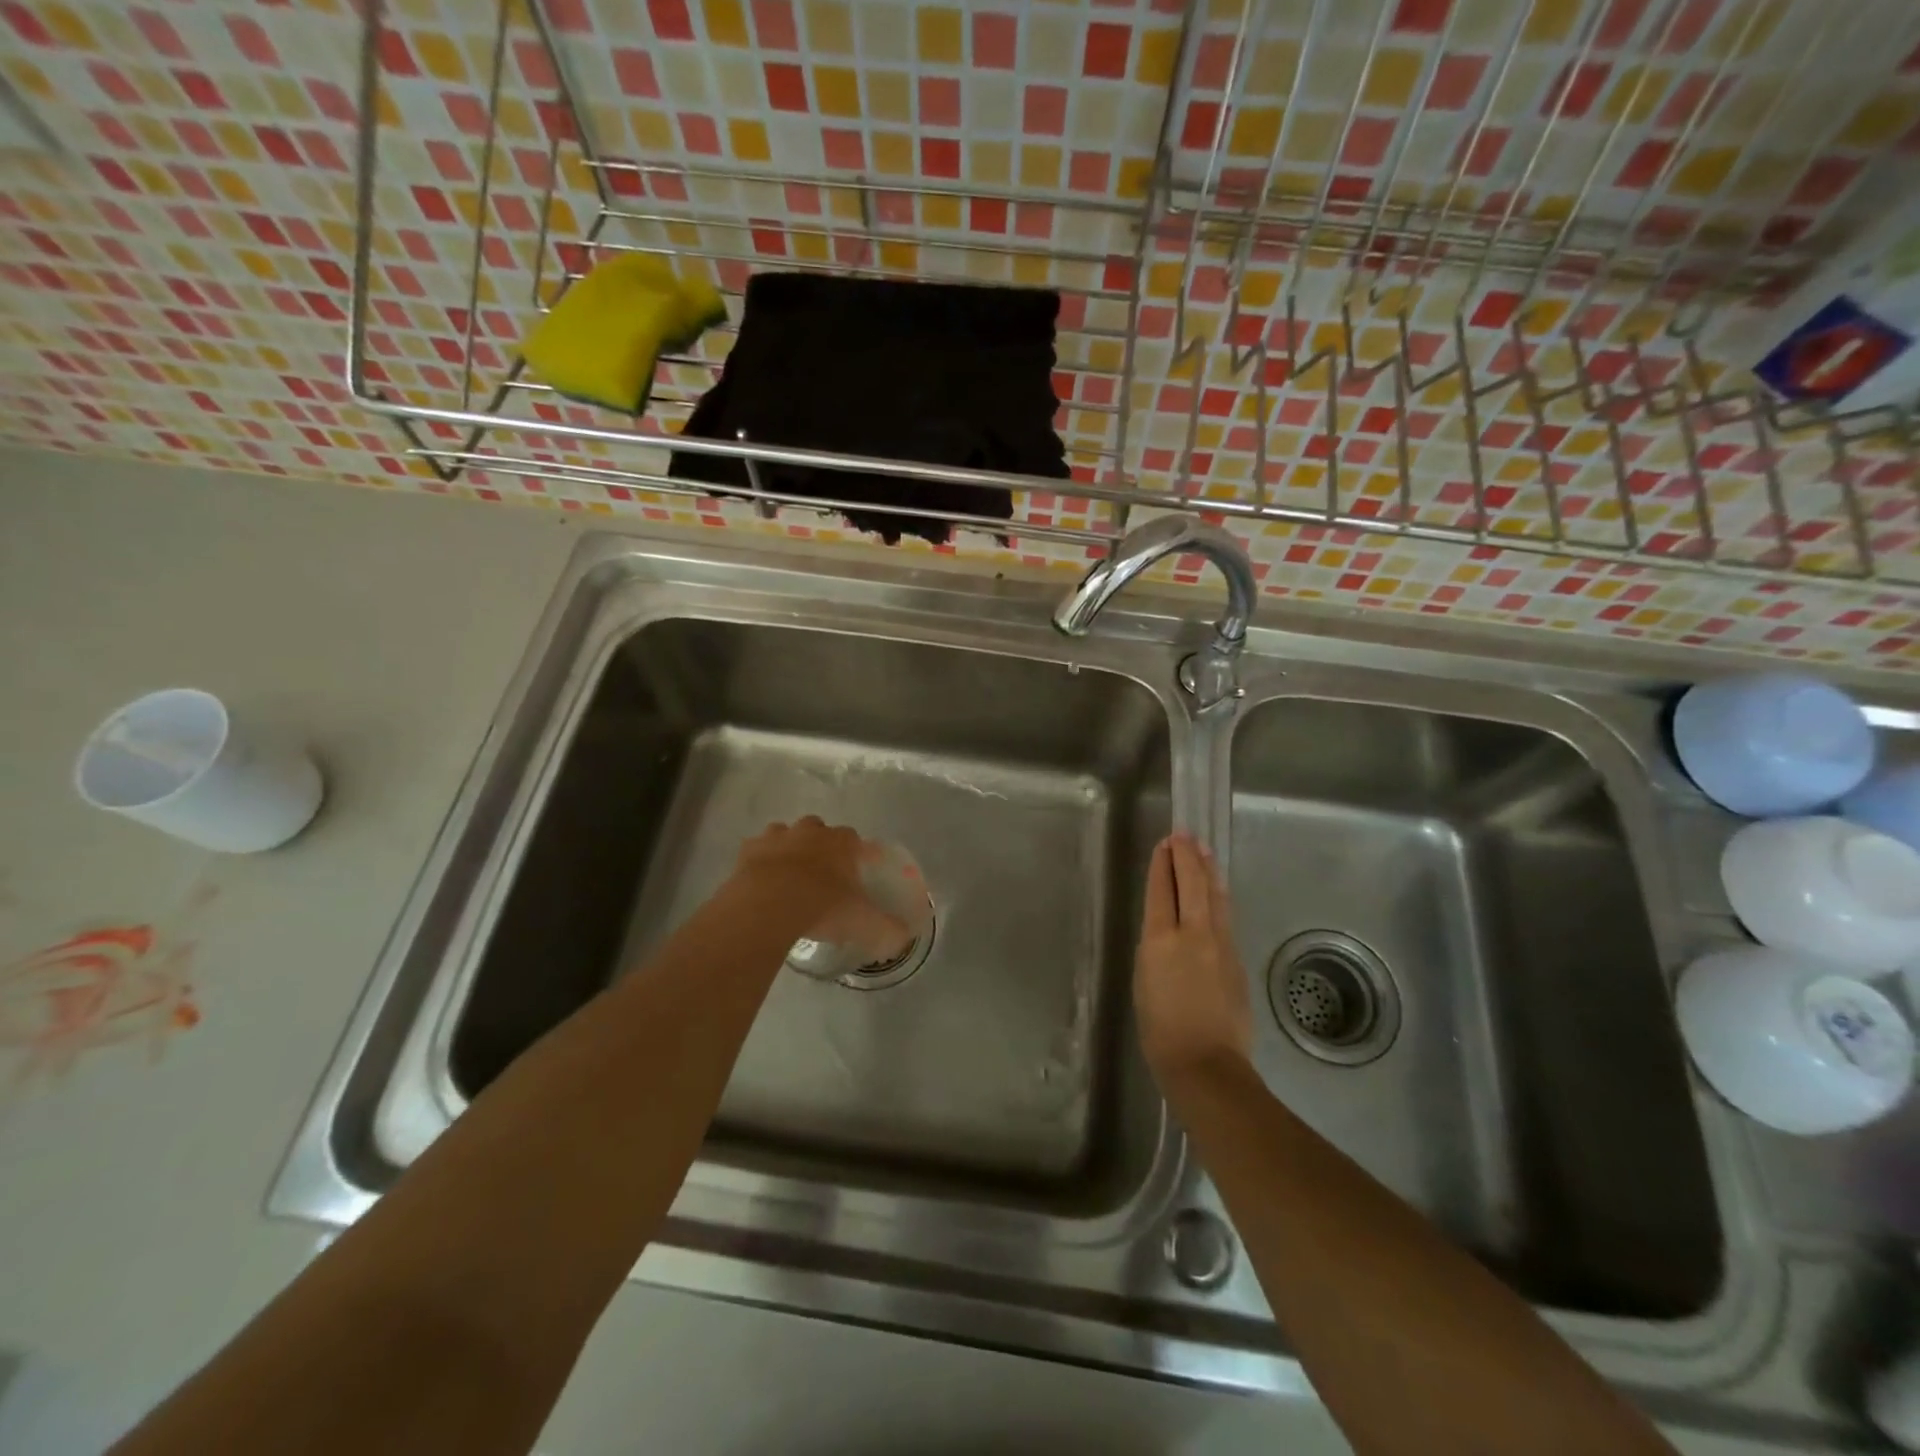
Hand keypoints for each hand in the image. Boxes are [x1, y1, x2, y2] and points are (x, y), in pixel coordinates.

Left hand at [731, 817, 910, 961]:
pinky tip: (762, 881)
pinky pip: (757, 849)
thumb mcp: (863, 924)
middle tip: (823, 876)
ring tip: (790, 877)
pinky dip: (761, 860)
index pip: (856, 840)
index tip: (858, 872)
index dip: (858, 854)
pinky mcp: (749, 849)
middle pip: (820, 830)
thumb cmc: (822, 907)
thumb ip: (888, 930)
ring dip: (790, 849)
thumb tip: (904, 937)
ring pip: (787, 834)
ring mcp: (778, 836)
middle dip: (822, 846)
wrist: (768, 905)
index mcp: (842, 843)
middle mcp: (812, 832)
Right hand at [1135, 833, 1253, 1082]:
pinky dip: (1219, 896)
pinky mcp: (1237, 959)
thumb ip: (1156, 948)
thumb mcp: (1144, 980)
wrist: (1205, 1063)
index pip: (1162, 890)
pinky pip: (1226, 917)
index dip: (1163, 864)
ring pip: (1215, 896)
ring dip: (1208, 870)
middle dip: (1188, 856)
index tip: (1165, 845)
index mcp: (1160, 940)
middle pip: (1193, 884)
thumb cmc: (1160, 1029)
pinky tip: (1218, 891)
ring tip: (1204, 850)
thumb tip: (1169, 930)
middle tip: (1184, 835)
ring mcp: (1220, 945)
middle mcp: (1193, 934)